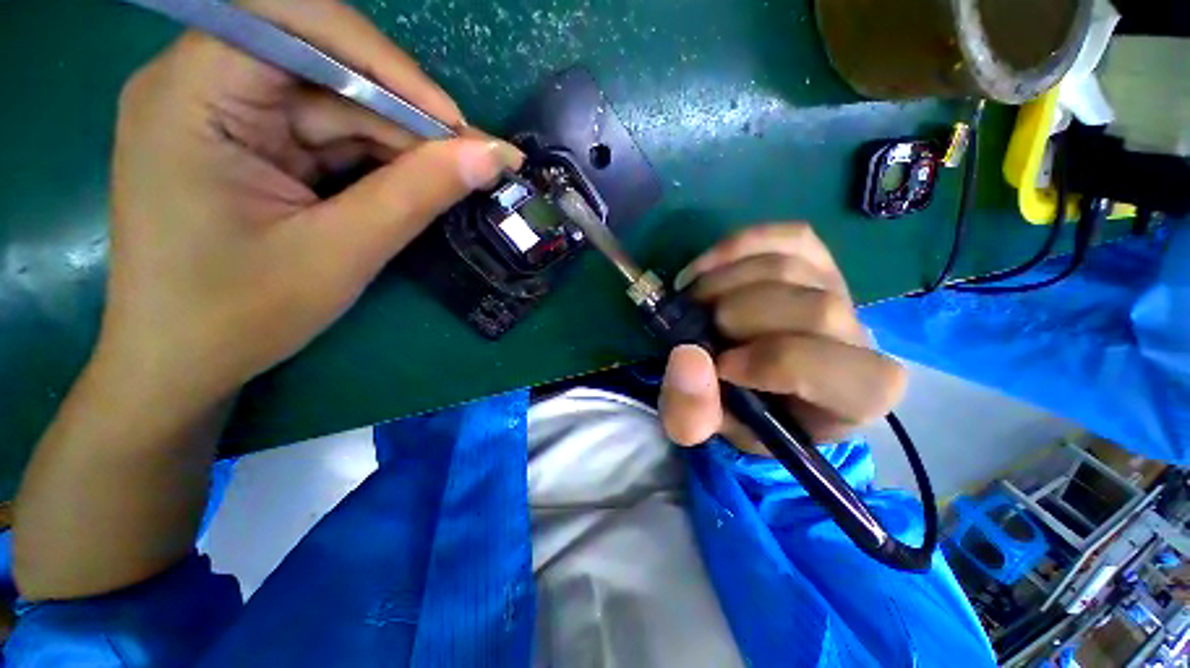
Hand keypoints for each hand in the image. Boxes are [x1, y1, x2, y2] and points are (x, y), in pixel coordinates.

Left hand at [103, 0, 520, 404]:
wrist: (181, 363)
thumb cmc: (239, 316)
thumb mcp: (340, 253)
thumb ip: (418, 194)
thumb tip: (491, 155)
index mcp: (193, 94)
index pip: (295, 25)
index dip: (385, 64)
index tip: (453, 123)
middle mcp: (201, 83)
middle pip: (322, 64)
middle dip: (403, 112)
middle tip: (472, 157)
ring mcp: (222, 112)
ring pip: (334, 101)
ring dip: (398, 141)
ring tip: (454, 176)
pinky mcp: (244, 141)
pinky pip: (325, 131)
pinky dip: (375, 157)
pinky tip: (412, 183)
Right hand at [658, 223, 905, 452]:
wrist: (753, 380)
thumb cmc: (738, 411)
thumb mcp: (706, 428)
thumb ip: (691, 412)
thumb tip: (687, 356)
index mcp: (851, 397)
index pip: (830, 368)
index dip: (767, 362)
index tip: (718, 365)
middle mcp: (860, 339)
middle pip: (815, 308)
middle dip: (738, 314)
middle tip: (695, 326)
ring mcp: (839, 291)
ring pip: (790, 266)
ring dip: (723, 281)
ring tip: (691, 300)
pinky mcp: (816, 260)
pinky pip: (788, 236)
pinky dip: (737, 246)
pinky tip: (704, 269)